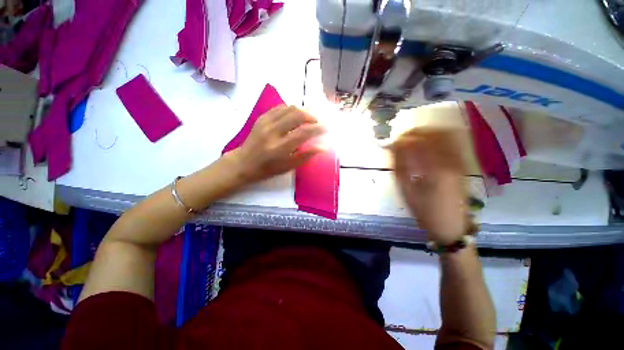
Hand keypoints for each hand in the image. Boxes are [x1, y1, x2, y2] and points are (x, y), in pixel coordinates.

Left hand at [228, 105, 325, 183]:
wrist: (244, 163)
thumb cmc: (268, 169)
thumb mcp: (288, 167)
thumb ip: (306, 156)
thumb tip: (322, 147)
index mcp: (280, 148)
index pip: (303, 133)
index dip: (318, 129)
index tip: (326, 128)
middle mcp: (273, 132)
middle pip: (297, 115)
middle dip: (312, 117)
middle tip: (318, 122)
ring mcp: (265, 122)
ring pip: (289, 108)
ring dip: (303, 111)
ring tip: (308, 119)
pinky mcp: (261, 118)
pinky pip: (280, 107)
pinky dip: (291, 110)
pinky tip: (295, 116)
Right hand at [390, 128, 468, 244]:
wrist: (451, 225)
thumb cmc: (424, 210)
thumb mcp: (406, 190)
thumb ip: (399, 167)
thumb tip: (393, 148)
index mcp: (435, 169)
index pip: (418, 142)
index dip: (403, 138)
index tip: (393, 141)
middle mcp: (451, 161)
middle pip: (434, 134)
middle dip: (415, 132)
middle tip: (402, 138)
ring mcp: (460, 161)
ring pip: (445, 135)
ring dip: (427, 133)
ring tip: (413, 139)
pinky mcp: (462, 164)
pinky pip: (452, 142)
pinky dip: (438, 138)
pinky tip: (427, 144)